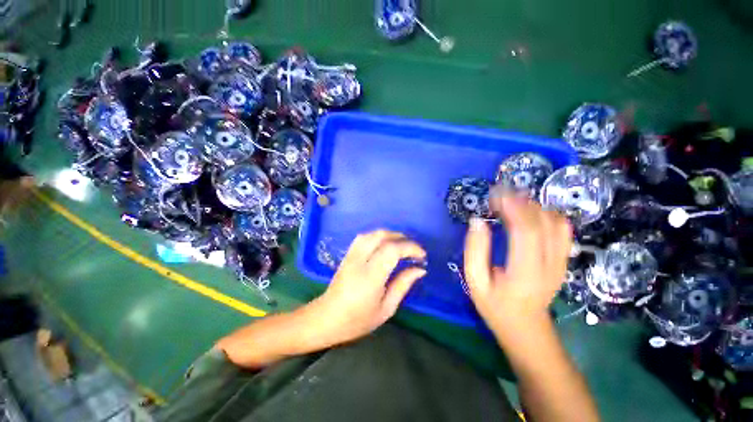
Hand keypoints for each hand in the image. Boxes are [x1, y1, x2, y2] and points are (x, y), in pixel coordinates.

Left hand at [312, 230, 426, 345]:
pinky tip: (385, 244)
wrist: (326, 318)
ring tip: (402, 245)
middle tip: (414, 250)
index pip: (392, 250)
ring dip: (391, 235)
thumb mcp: (386, 308)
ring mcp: (351, 255)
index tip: (422, 256)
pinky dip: (378, 236)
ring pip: (373, 234)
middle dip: (402, 238)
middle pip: (382, 236)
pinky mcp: (347, 254)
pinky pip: (364, 237)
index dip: (410, 248)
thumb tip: (420, 269)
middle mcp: (360, 261)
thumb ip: (403, 285)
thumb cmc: (357, 320)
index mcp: (370, 276)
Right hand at [464, 194, 571, 330]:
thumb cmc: (495, 306)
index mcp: (525, 272)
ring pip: (556, 222)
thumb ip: (474, 250)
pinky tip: (529, 213)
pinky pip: (563, 229)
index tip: (495, 194)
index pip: (526, 231)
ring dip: (533, 206)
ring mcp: (561, 261)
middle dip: (521, 201)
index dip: (512, 207)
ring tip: (511, 201)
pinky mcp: (563, 259)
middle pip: (543, 222)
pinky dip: (546, 214)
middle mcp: (550, 264)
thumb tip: (477, 220)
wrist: (527, 328)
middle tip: (499, 194)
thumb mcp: (475, 281)